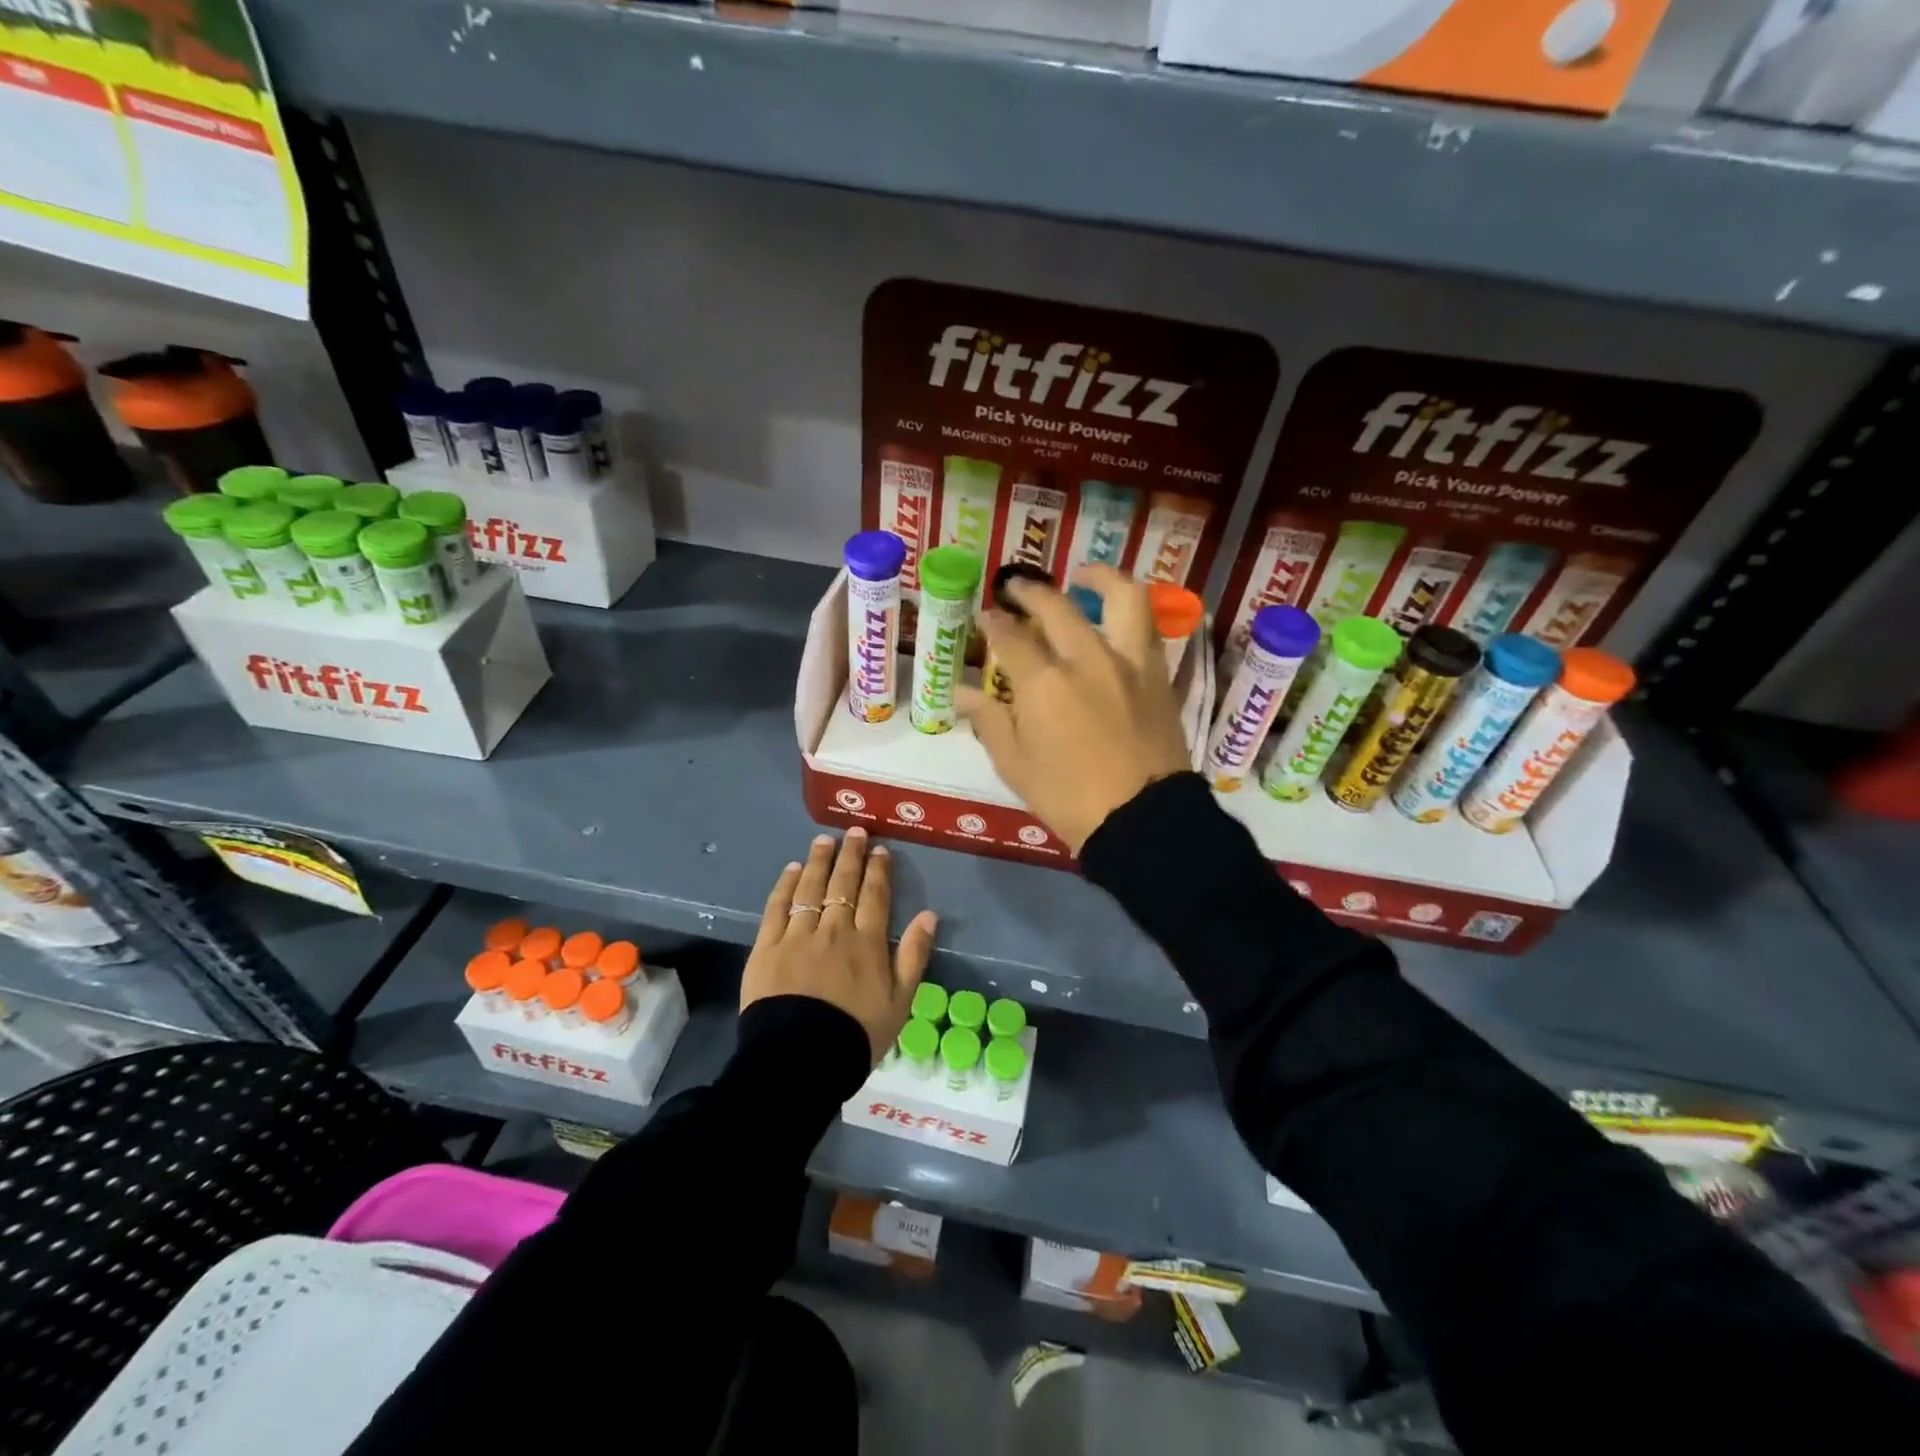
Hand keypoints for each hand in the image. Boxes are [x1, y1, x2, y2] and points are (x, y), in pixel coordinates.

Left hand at [743, 827, 938, 1064]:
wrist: (800, 1060)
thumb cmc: (856, 1035)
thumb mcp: (900, 1002)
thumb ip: (914, 955)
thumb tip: (929, 915)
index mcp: (867, 942)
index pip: (875, 895)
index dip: (878, 869)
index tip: (879, 849)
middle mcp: (834, 929)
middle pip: (843, 883)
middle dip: (850, 854)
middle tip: (854, 831)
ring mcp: (798, 935)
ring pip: (810, 888)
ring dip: (819, 861)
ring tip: (824, 840)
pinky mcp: (767, 947)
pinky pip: (777, 907)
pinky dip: (786, 885)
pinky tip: (793, 869)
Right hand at [957, 565, 1191, 854]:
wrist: (1143, 820)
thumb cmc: (1069, 798)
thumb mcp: (1016, 765)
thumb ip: (989, 720)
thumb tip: (960, 692)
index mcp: (1044, 683)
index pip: (1010, 637)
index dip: (993, 623)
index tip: (985, 618)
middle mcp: (1087, 659)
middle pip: (1056, 607)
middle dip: (1030, 591)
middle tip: (1015, 588)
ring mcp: (1129, 663)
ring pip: (1121, 598)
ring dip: (1098, 577)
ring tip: (1082, 575)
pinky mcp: (1158, 676)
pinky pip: (1146, 627)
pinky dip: (1128, 612)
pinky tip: (1114, 618)